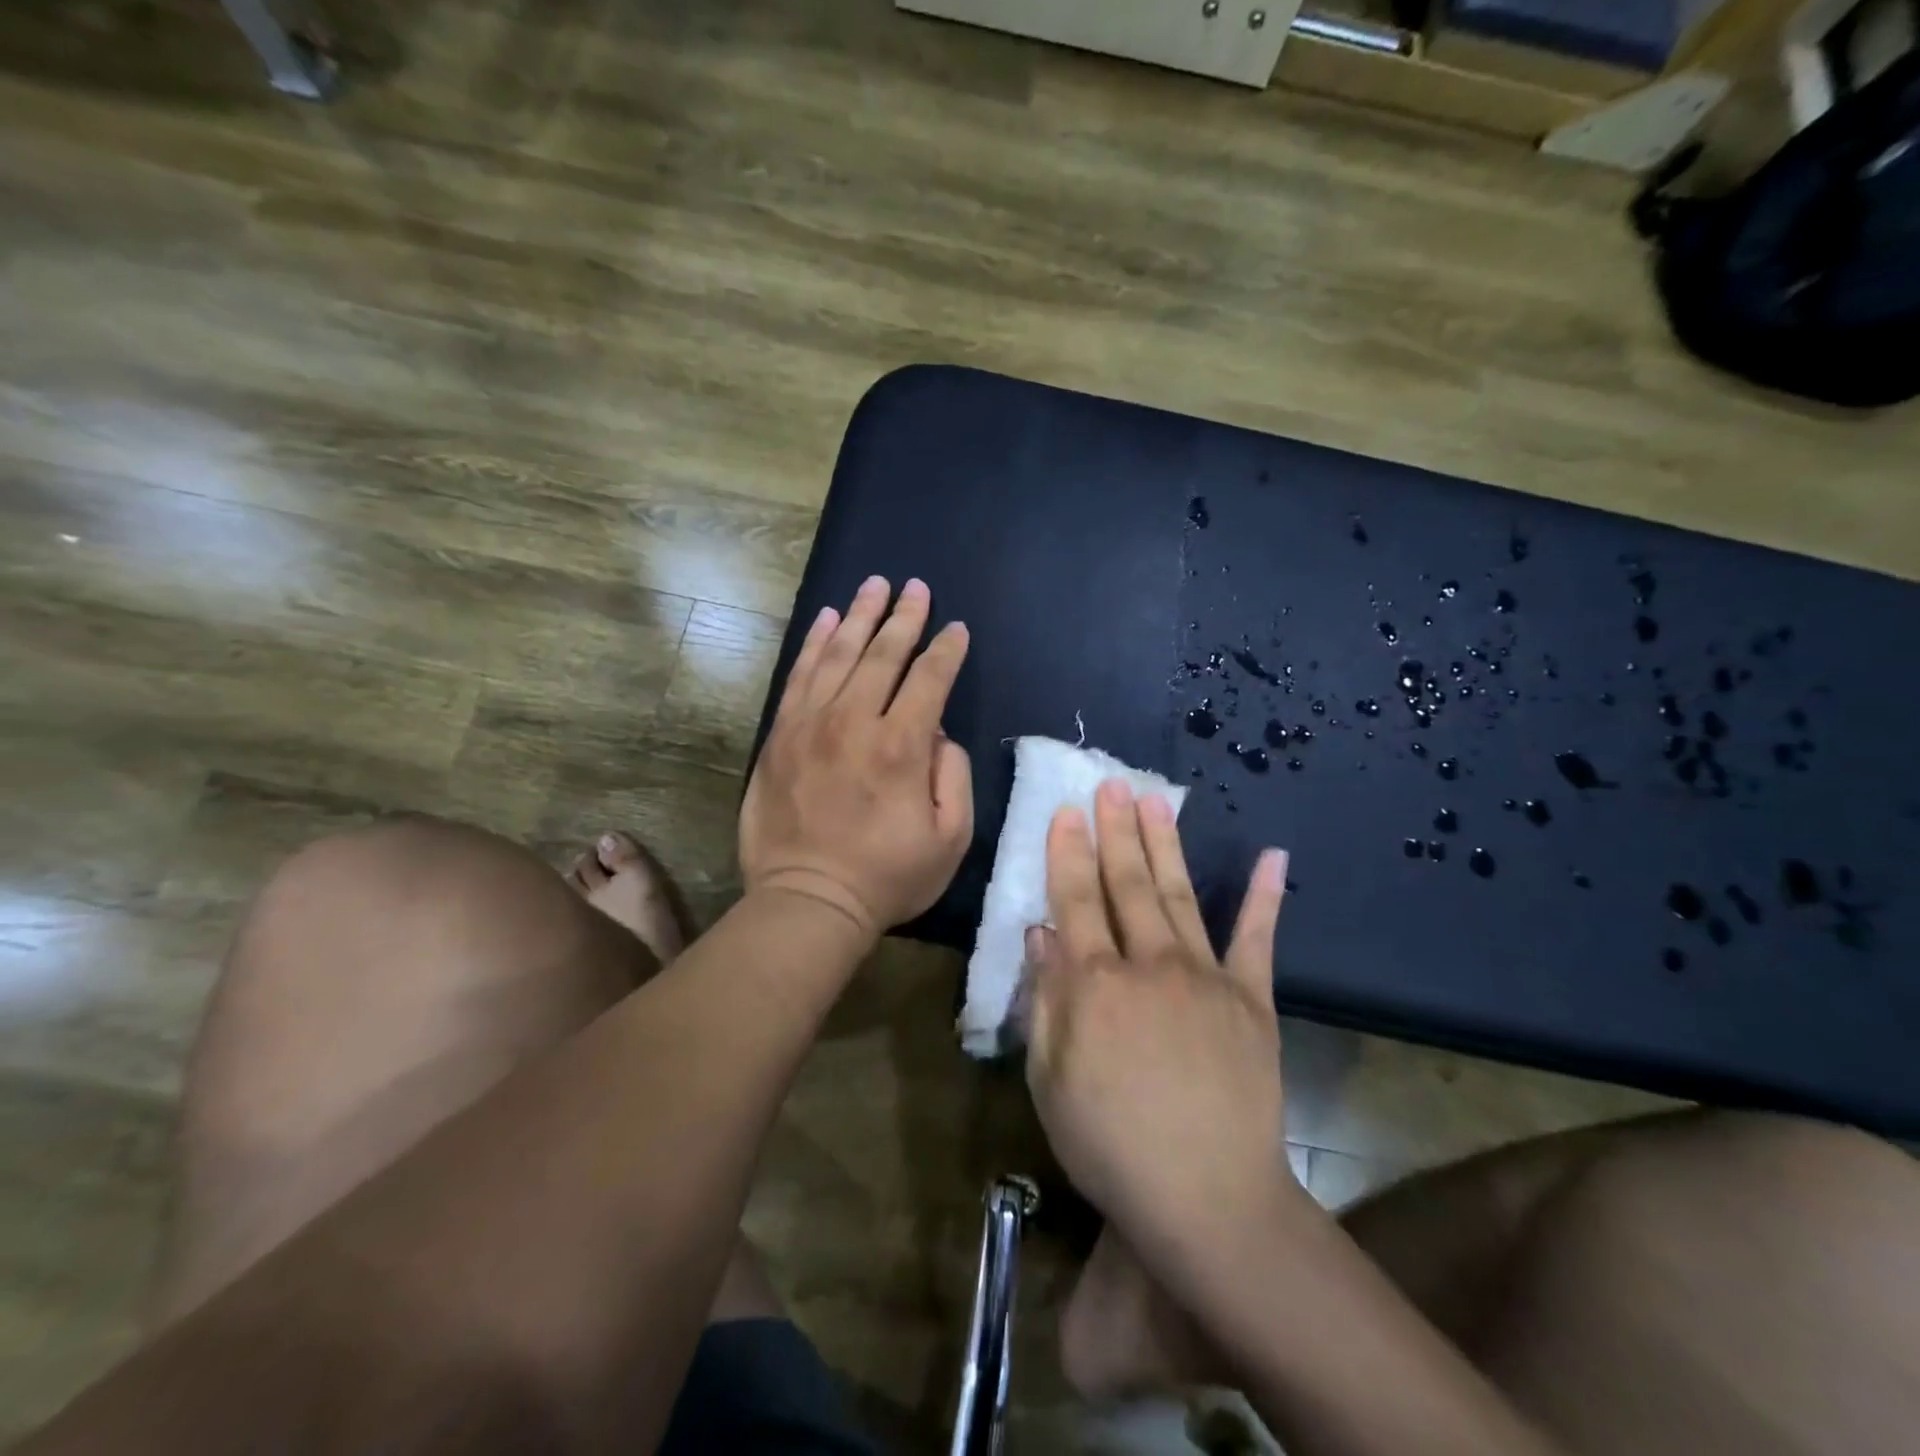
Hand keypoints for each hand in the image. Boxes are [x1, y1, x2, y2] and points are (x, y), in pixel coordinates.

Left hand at [740, 576, 972, 942]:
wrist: (808, 901)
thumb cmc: (887, 876)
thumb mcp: (950, 839)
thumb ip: (954, 776)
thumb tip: (938, 734)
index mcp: (901, 746)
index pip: (929, 680)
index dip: (946, 650)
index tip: (956, 629)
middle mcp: (854, 722)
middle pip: (883, 655)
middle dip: (904, 617)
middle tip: (916, 587)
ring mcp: (811, 725)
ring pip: (839, 655)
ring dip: (860, 617)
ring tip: (875, 585)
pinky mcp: (781, 736)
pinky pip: (799, 676)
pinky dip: (815, 644)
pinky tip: (828, 620)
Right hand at [1025, 780, 1293, 1262]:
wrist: (1209, 1200)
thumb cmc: (1111, 1144)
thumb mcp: (1050, 1079)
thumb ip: (1046, 999)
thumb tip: (1040, 933)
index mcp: (1095, 984)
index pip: (1075, 900)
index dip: (1068, 853)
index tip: (1066, 811)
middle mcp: (1149, 964)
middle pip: (1127, 884)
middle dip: (1116, 830)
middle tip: (1111, 784)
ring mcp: (1207, 977)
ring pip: (1179, 895)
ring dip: (1165, 844)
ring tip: (1155, 800)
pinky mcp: (1253, 999)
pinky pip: (1258, 940)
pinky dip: (1265, 896)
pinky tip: (1274, 856)